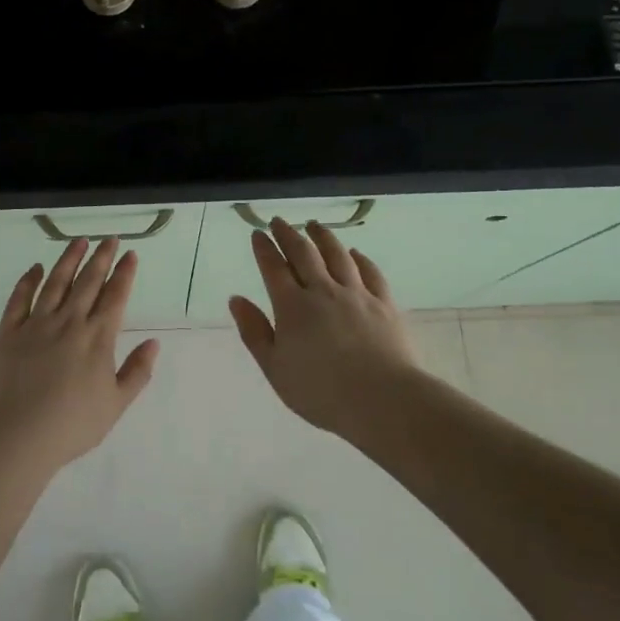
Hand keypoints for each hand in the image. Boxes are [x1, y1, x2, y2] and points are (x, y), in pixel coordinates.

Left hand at [0, 237, 158, 472]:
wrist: (16, 436)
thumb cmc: (71, 426)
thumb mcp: (115, 405)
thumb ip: (137, 372)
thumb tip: (154, 342)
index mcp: (98, 338)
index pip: (115, 297)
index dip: (124, 273)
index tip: (130, 254)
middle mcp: (69, 322)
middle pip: (88, 282)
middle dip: (101, 258)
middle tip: (109, 239)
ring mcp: (37, 324)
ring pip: (56, 282)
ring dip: (69, 259)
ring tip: (79, 241)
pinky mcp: (9, 332)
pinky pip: (20, 298)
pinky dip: (28, 280)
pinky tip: (35, 268)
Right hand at [228, 219, 422, 434]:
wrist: (382, 399)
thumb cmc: (321, 392)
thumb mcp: (275, 368)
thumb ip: (254, 332)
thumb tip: (235, 299)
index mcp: (292, 306)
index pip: (273, 268)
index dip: (264, 248)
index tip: (258, 233)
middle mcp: (323, 291)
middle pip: (303, 254)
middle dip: (288, 234)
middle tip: (279, 221)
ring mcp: (356, 294)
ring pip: (337, 255)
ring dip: (323, 237)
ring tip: (314, 225)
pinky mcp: (384, 304)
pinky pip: (370, 272)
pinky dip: (360, 258)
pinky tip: (355, 253)